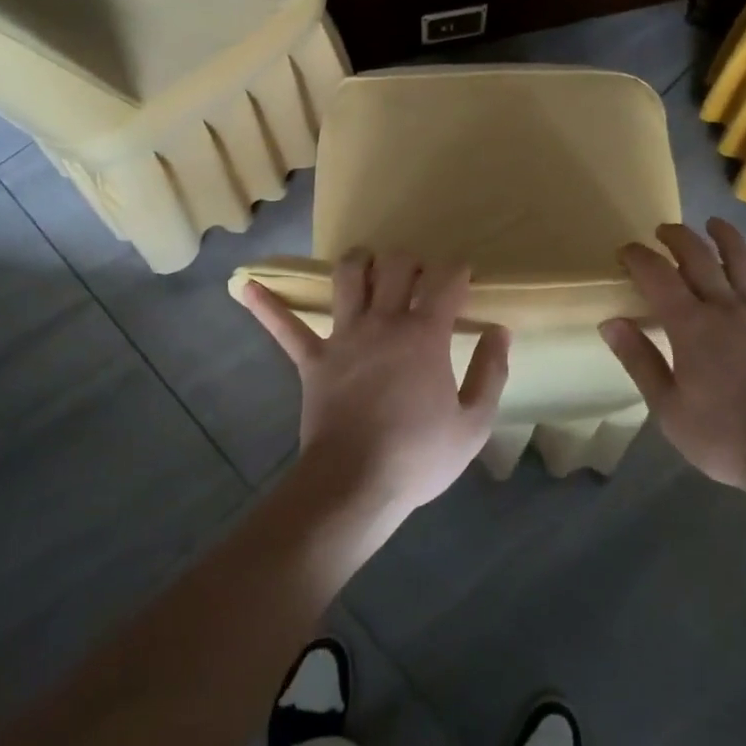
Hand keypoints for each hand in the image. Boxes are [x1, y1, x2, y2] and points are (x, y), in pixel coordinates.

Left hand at [239, 250, 509, 516]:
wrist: (355, 485)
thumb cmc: (419, 455)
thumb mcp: (473, 423)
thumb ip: (491, 372)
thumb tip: (500, 332)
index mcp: (425, 334)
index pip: (446, 281)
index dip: (459, 271)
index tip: (465, 278)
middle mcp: (384, 322)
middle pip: (396, 265)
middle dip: (411, 260)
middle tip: (419, 277)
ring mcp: (344, 337)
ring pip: (346, 278)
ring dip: (357, 262)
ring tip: (367, 263)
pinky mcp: (312, 360)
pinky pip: (285, 328)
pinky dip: (267, 307)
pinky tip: (245, 285)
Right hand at [599, 219, 745, 494]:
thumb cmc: (721, 436)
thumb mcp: (666, 407)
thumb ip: (639, 360)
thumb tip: (610, 322)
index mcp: (691, 326)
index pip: (658, 277)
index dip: (639, 257)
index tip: (625, 251)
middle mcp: (726, 311)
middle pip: (700, 260)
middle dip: (678, 238)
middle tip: (663, 231)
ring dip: (730, 240)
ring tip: (716, 223)